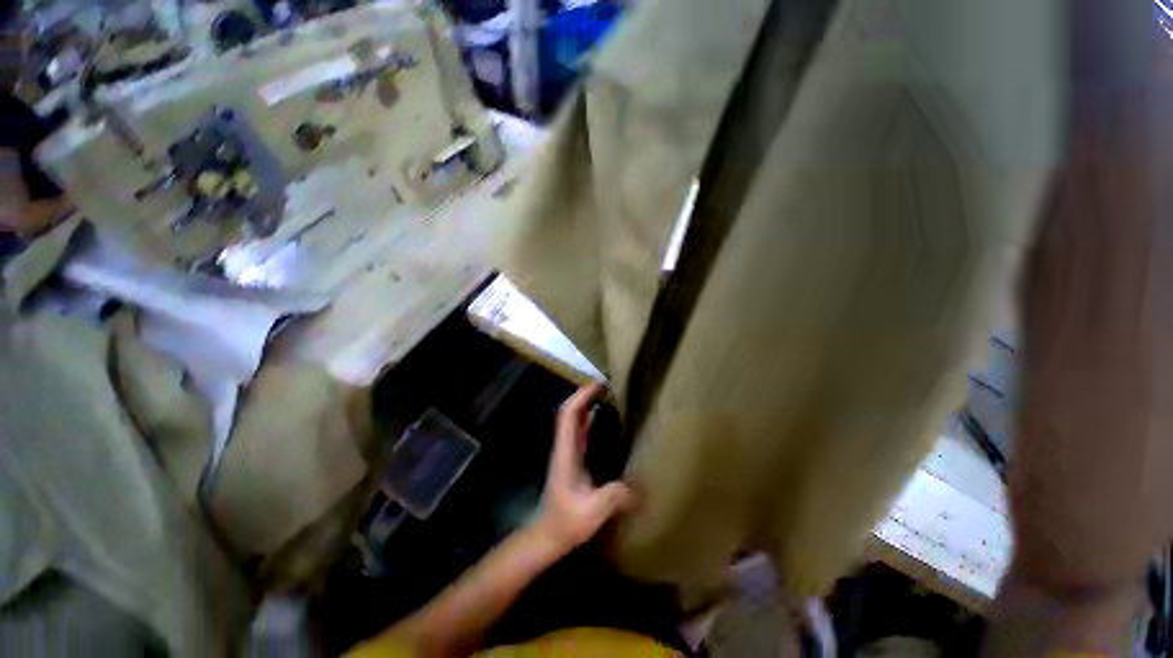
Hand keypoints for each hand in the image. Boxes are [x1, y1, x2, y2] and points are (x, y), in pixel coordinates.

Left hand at [531, 383, 633, 553]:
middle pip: (569, 411)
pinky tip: (602, 417)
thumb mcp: (592, 512)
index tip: (599, 384)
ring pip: (573, 419)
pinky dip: (589, 417)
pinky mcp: (572, 458)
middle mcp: (565, 446)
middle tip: (606, 385)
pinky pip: (580, 430)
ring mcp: (567, 451)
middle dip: (585, 394)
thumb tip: (638, 488)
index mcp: (566, 452)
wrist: (548, 535)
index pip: (569, 415)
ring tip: (606, 394)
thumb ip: (614, 497)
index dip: (581, 396)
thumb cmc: (566, 523)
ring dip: (586, 403)